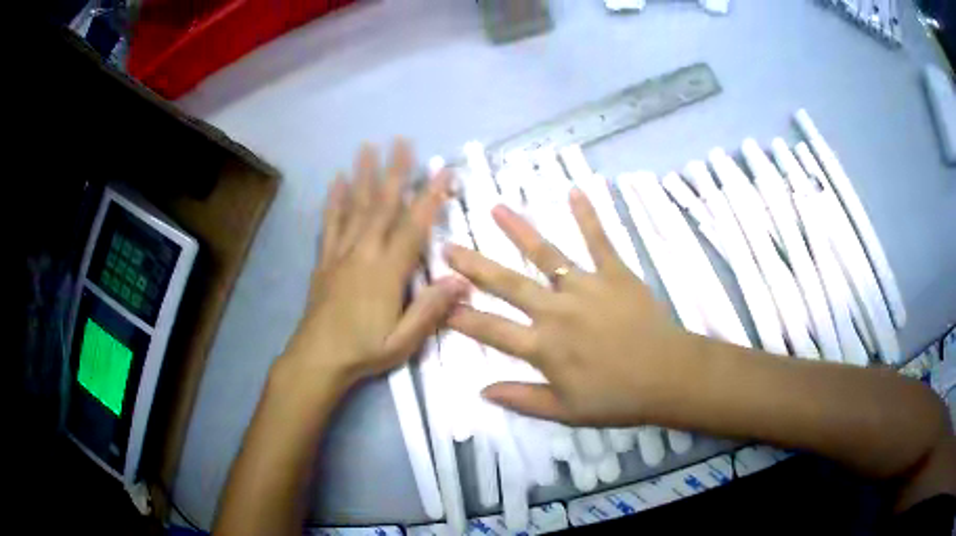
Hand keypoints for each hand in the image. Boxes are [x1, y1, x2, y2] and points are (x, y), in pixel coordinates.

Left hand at [283, 140, 468, 387]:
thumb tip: (461, 280)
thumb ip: (431, 309)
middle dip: (394, 171)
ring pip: (354, 207)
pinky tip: (336, 181)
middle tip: (400, 141)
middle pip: (382, 205)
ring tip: (367, 148)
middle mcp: (364, 253)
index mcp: (387, 272)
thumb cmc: (364, 350)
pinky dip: (334, 200)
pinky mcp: (325, 260)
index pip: (413, 226)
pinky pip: (330, 223)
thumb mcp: (404, 340)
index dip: (430, 197)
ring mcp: (341, 253)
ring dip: (363, 175)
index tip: (443, 171)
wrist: (318, 359)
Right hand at [444, 188, 699, 425]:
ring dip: (518, 231)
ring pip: (546, 254)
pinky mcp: (615, 274)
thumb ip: (521, 400)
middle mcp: (556, 311)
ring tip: (495, 208)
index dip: (462, 317)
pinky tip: (574, 191)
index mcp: (543, 347)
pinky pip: (599, 241)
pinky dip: (587, 215)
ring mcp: (586, 287)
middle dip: (475, 265)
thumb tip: (481, 391)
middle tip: (448, 246)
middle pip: (508, 284)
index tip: (438, 301)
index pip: (492, 330)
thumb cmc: (616, 398)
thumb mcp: (564, 412)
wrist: (667, 377)